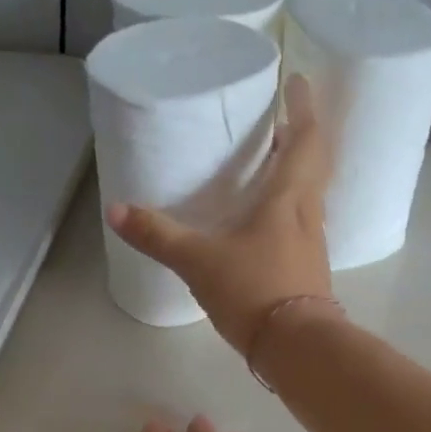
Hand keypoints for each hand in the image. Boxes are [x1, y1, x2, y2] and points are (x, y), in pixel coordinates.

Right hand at [106, 75, 335, 354]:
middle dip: (300, 139)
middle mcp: (308, 216)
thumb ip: (159, 236)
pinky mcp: (309, 273)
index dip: (303, 108)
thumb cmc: (254, 291)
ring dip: (296, 177)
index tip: (298, 82)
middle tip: (279, 123)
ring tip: (271, 167)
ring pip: (310, 198)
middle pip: (313, 166)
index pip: (305, 140)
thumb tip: (116, 211)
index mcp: (288, 199)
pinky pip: (303, 228)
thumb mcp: (199, 262)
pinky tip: (267, 226)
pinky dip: (290, 212)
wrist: (297, 349)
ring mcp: (313, 247)